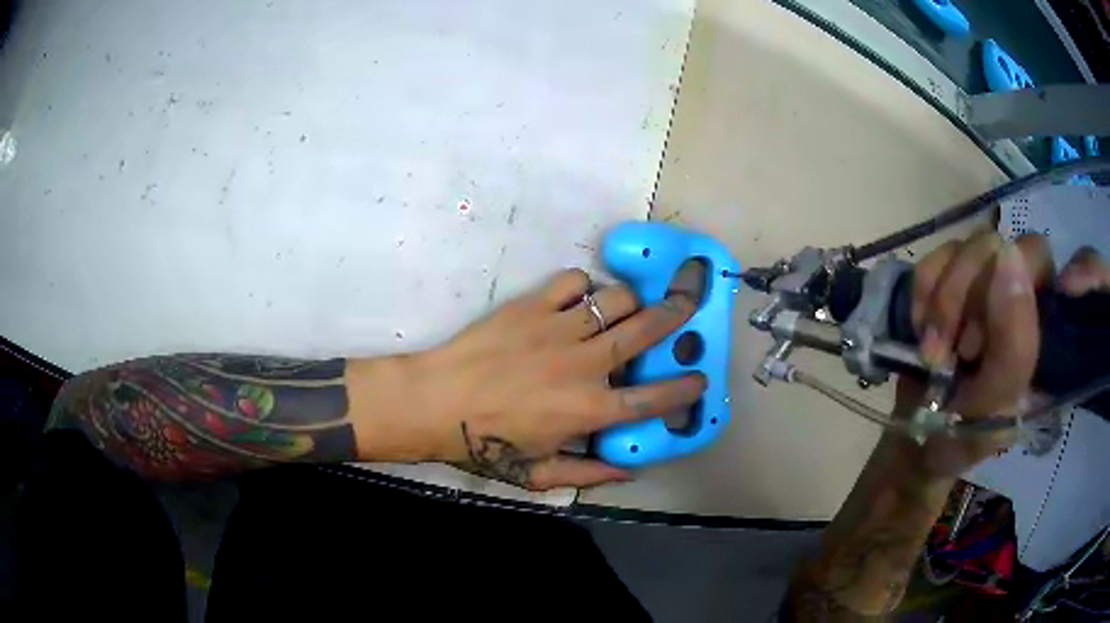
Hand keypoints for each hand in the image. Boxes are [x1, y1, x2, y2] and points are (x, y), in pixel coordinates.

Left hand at [378, 269, 704, 490]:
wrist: (436, 402)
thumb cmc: (485, 443)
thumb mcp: (539, 473)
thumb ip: (589, 473)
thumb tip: (629, 471)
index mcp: (589, 410)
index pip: (652, 398)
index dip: (683, 388)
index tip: (699, 377)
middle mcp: (584, 365)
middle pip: (645, 332)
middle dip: (675, 316)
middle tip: (687, 305)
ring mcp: (559, 330)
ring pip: (615, 299)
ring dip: (630, 300)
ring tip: (629, 305)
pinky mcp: (532, 306)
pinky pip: (572, 281)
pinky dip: (584, 285)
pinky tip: (580, 297)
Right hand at [898, 231, 1106, 472]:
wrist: (918, 440)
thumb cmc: (962, 437)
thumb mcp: (993, 410)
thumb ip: (1013, 346)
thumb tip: (1008, 257)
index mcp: (1056, 336)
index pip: (1085, 275)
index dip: (1082, 271)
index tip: (1065, 295)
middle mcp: (1032, 299)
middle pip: (1021, 248)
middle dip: (982, 293)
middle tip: (963, 349)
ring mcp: (993, 281)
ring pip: (978, 244)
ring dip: (947, 299)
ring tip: (933, 351)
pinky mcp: (958, 275)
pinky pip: (942, 251)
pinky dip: (925, 289)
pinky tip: (921, 326)